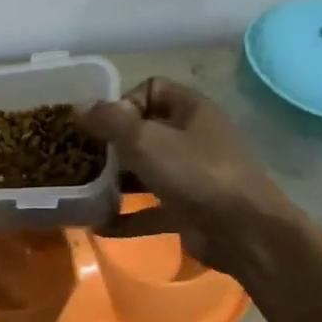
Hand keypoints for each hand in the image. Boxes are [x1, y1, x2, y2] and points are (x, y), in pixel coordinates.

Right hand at [77, 78, 294, 275]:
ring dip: (116, 181)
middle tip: (82, 158)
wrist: (243, 231)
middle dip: (112, 145)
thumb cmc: (195, 173)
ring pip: (146, 171)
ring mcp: (192, 175)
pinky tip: (99, 226)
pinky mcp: (188, 209)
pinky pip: (150, 209)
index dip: (123, 102)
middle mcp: (193, 138)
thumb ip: (109, 121)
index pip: (151, 89)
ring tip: (85, 190)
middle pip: (145, 132)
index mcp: (191, 110)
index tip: (101, 125)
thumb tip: (78, 107)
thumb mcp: (145, 140)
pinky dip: (127, 216)